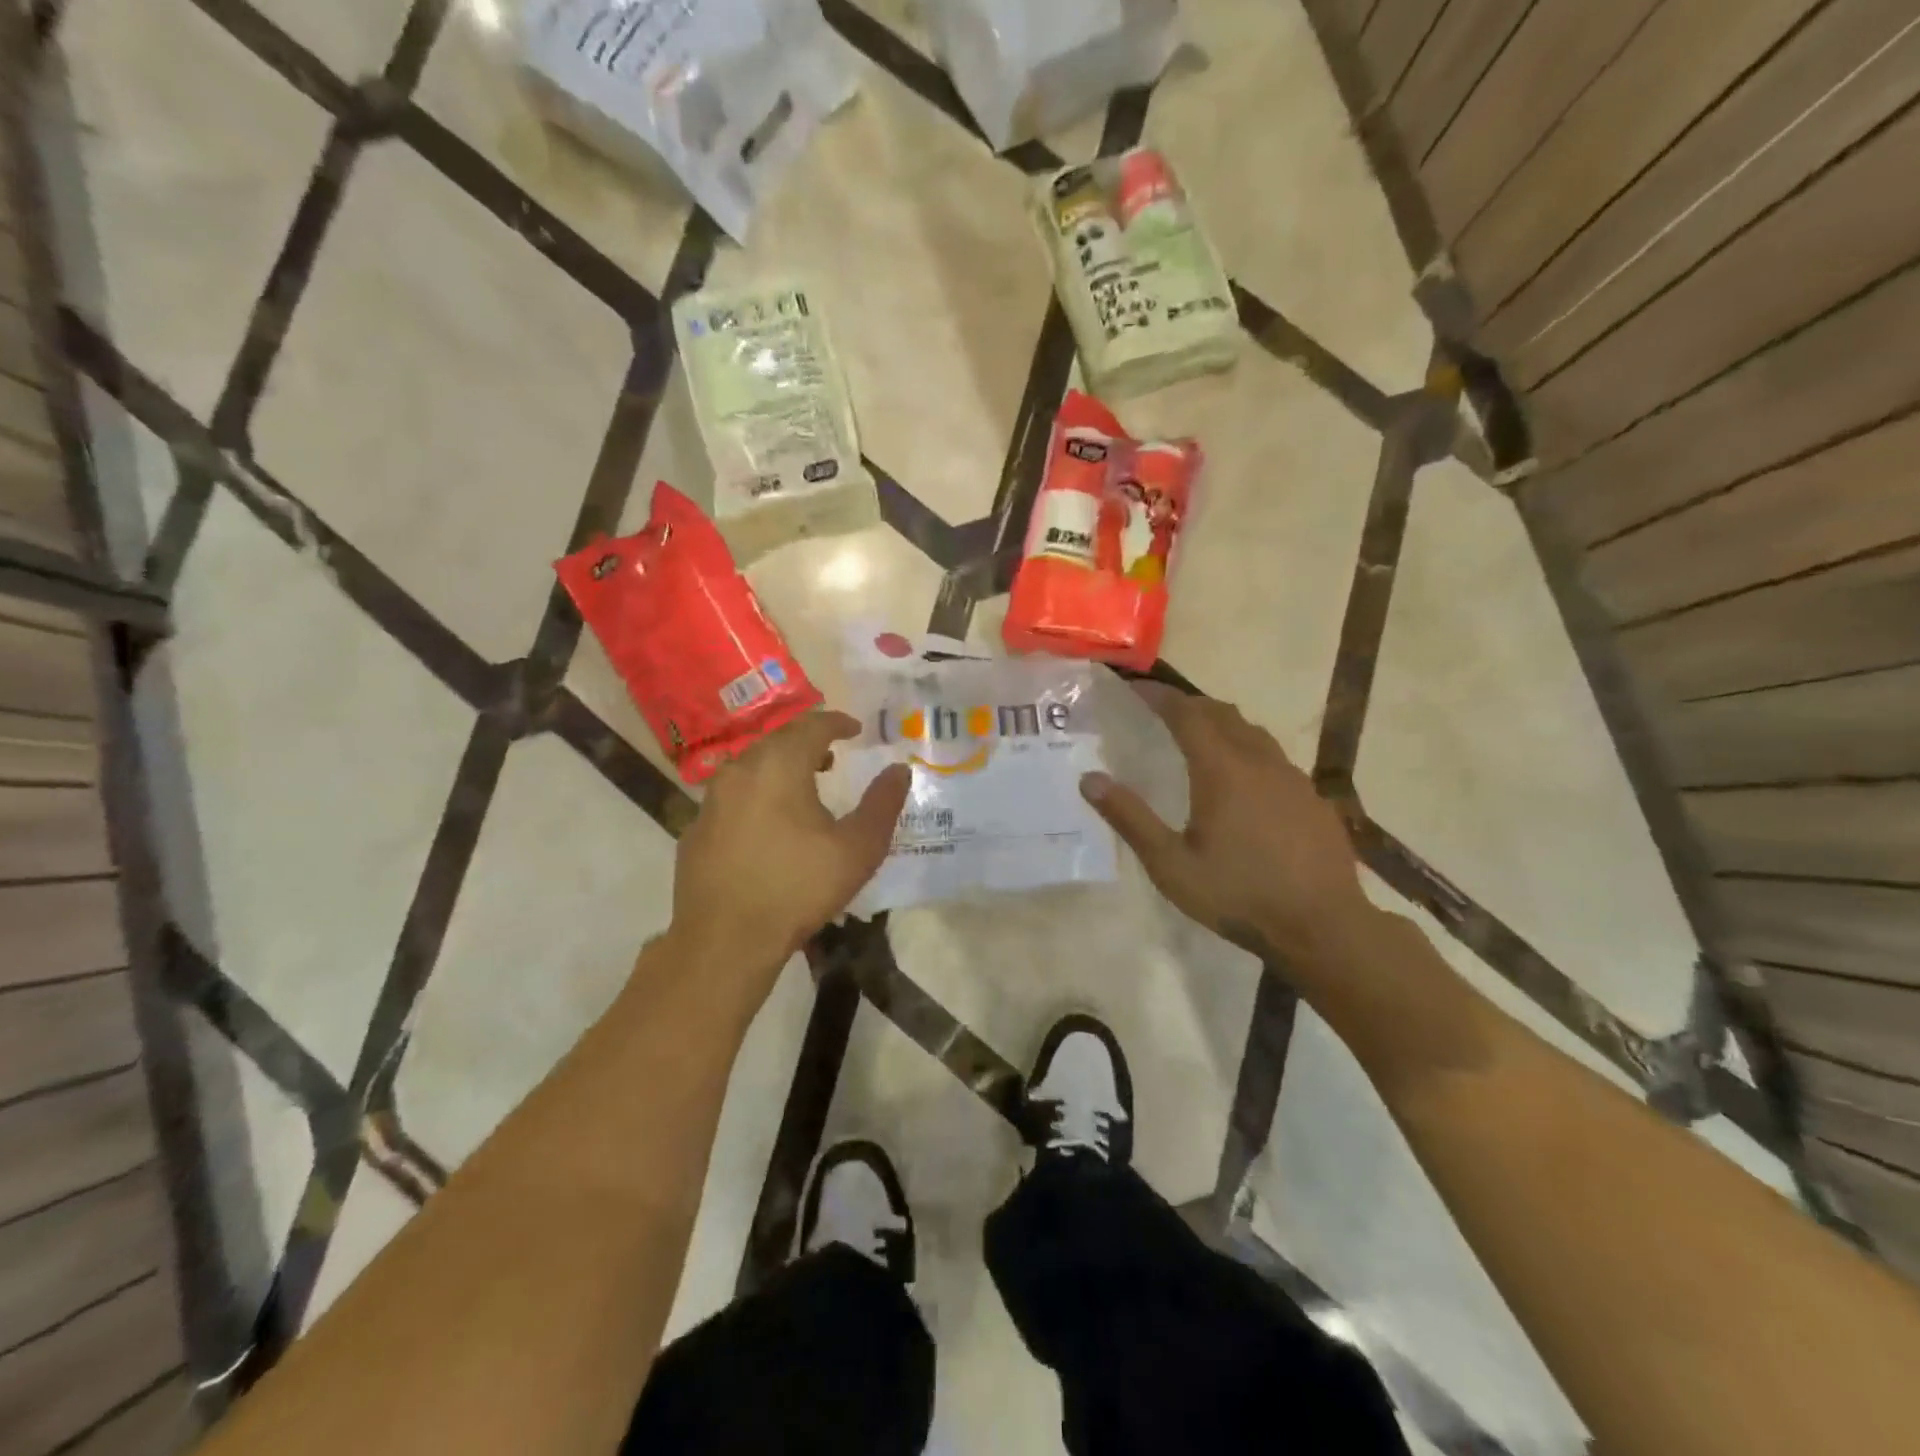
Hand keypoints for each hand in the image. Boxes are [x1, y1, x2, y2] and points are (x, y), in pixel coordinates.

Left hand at [668, 711, 909, 1003]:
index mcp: (779, 765)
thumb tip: (899, 770)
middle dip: (807, 743)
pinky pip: (731, 796)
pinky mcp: (694, 828)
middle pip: (777, 741)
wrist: (725, 939)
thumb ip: (882, 803)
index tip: (855, 730)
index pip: (811, 726)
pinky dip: (755, 795)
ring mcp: (711, 799)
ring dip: (779, 767)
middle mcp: (740, 770)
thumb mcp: (858, 848)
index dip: (837, 723)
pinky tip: (766, 825)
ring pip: (750, 766)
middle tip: (831, 757)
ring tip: (801, 788)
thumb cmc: (798, 887)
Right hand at [1081, 682, 1371, 964]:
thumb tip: (1090, 779)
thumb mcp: (1171, 865)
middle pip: (1222, 713)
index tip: (1135, 688)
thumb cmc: (1238, 895)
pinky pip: (1274, 758)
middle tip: (1160, 710)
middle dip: (1188, 704)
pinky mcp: (1313, 799)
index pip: (1187, 714)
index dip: (1159, 696)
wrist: (1323, 926)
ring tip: (1198, 738)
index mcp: (1222, 770)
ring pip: (1252, 732)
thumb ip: (1130, 819)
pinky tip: (1242, 781)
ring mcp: (1293, 778)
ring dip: (1221, 724)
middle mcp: (1260, 762)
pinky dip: (1247, 750)